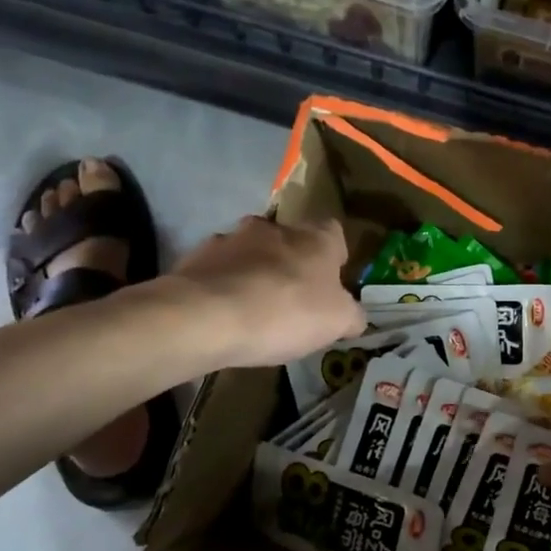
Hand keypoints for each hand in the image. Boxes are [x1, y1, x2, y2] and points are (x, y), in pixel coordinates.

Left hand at [172, 216, 366, 368]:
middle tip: (292, 301)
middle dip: (290, 265)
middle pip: (289, 241)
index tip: (330, 284)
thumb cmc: (285, 313)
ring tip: (252, 312)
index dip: (334, 258)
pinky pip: (218, 271)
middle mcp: (273, 227)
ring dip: (254, 274)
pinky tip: (223, 317)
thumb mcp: (337, 322)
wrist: (205, 317)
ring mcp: (230, 238)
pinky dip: (223, 288)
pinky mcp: (195, 258)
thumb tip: (355, 316)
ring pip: (250, 253)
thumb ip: (352, 316)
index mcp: (315, 238)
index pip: (333, 233)